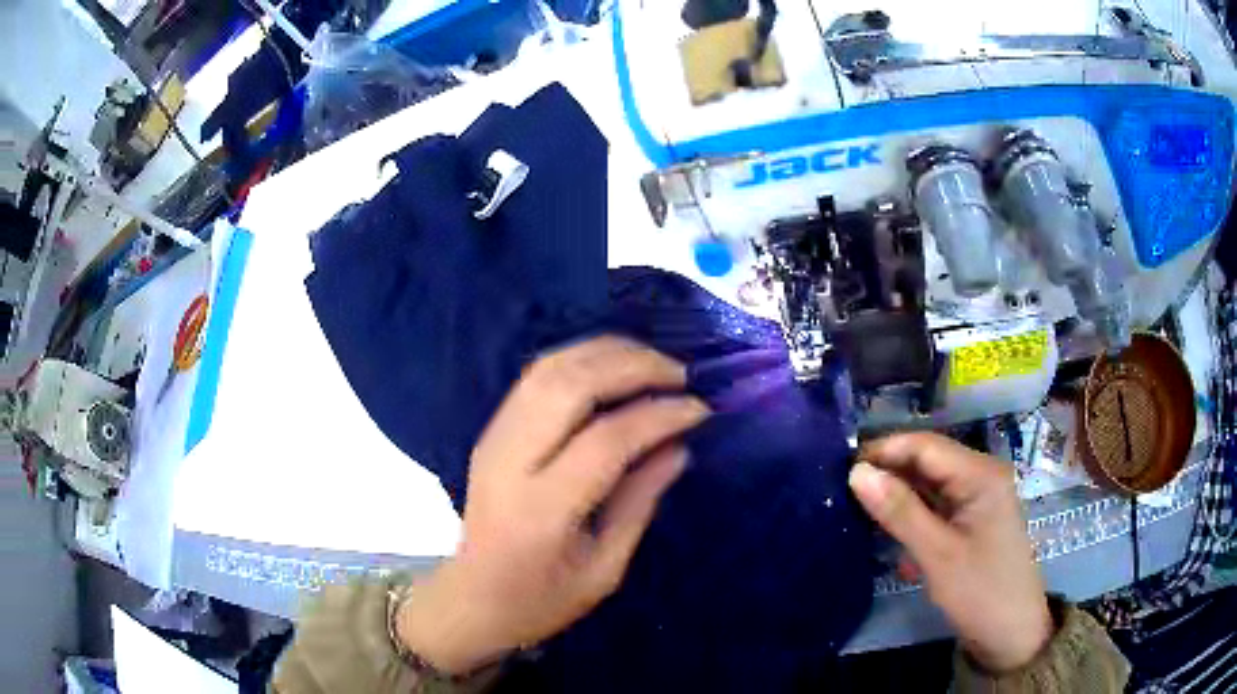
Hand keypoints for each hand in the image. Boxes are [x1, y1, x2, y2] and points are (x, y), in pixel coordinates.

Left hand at [397, 337, 708, 673]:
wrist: (473, 597)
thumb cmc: (541, 598)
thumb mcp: (604, 570)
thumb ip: (639, 503)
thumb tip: (678, 446)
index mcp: (541, 510)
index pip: (605, 440)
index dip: (658, 415)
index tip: (700, 408)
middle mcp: (510, 461)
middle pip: (569, 386)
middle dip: (632, 366)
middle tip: (680, 373)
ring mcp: (494, 438)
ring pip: (549, 368)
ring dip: (605, 353)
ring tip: (654, 362)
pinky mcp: (492, 429)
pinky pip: (537, 376)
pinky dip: (580, 358)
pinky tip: (614, 365)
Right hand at [849, 433, 1052, 672]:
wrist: (1011, 634)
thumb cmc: (980, 591)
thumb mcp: (937, 555)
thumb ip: (899, 511)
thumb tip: (856, 473)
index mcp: (980, 474)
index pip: (924, 446)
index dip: (883, 451)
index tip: (840, 469)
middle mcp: (980, 476)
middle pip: (926, 463)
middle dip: (887, 475)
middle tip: (842, 492)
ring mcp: (976, 500)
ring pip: (927, 486)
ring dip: (896, 498)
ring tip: (855, 511)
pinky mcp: (970, 522)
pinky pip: (934, 508)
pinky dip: (911, 518)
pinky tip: (887, 537)